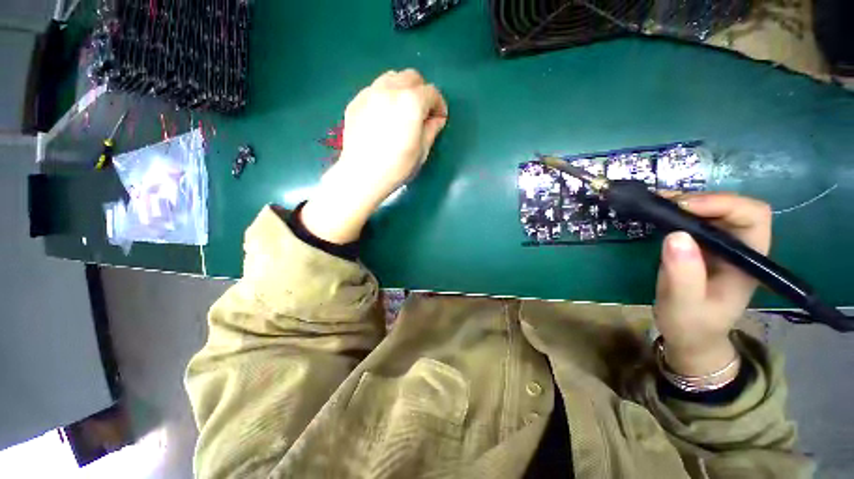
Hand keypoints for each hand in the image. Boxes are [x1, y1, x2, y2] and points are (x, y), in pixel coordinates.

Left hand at [301, 69, 447, 243]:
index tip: (439, 118)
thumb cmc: (397, 167)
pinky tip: (383, 117)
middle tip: (421, 112)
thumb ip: (432, 129)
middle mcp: (390, 89)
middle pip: (411, 77)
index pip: (432, 92)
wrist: (362, 175)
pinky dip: (384, 97)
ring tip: (401, 111)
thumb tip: (437, 118)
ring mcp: (370, 93)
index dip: (439, 105)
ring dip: (402, 89)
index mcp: (411, 102)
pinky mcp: (356, 101)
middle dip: (421, 92)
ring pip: (391, 78)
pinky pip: (375, 90)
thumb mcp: (422, 151)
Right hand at [654, 193, 771, 375]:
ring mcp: (720, 245)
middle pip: (732, 206)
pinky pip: (693, 219)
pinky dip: (674, 211)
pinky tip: (656, 212)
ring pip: (711, 209)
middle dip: (699, 199)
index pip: (752, 216)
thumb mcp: (684, 304)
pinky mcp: (701, 246)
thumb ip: (684, 275)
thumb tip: (675, 235)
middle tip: (662, 202)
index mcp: (748, 260)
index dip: (722, 204)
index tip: (682, 208)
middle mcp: (739, 246)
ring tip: (654, 203)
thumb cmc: (691, 324)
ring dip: (684, 202)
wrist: (689, 335)